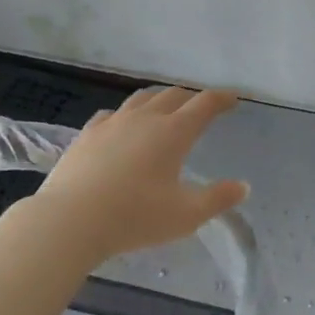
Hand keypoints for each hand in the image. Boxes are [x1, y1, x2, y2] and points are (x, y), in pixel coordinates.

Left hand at [26, 86, 248, 264]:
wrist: (71, 219)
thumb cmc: (136, 216)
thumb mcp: (186, 215)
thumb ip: (218, 199)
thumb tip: (243, 186)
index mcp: (174, 132)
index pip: (204, 103)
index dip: (221, 98)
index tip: (232, 99)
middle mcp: (145, 118)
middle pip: (173, 95)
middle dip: (191, 97)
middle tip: (201, 107)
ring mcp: (113, 122)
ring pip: (142, 98)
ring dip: (159, 99)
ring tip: (165, 108)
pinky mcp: (88, 133)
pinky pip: (112, 114)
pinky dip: (126, 114)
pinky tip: (122, 124)